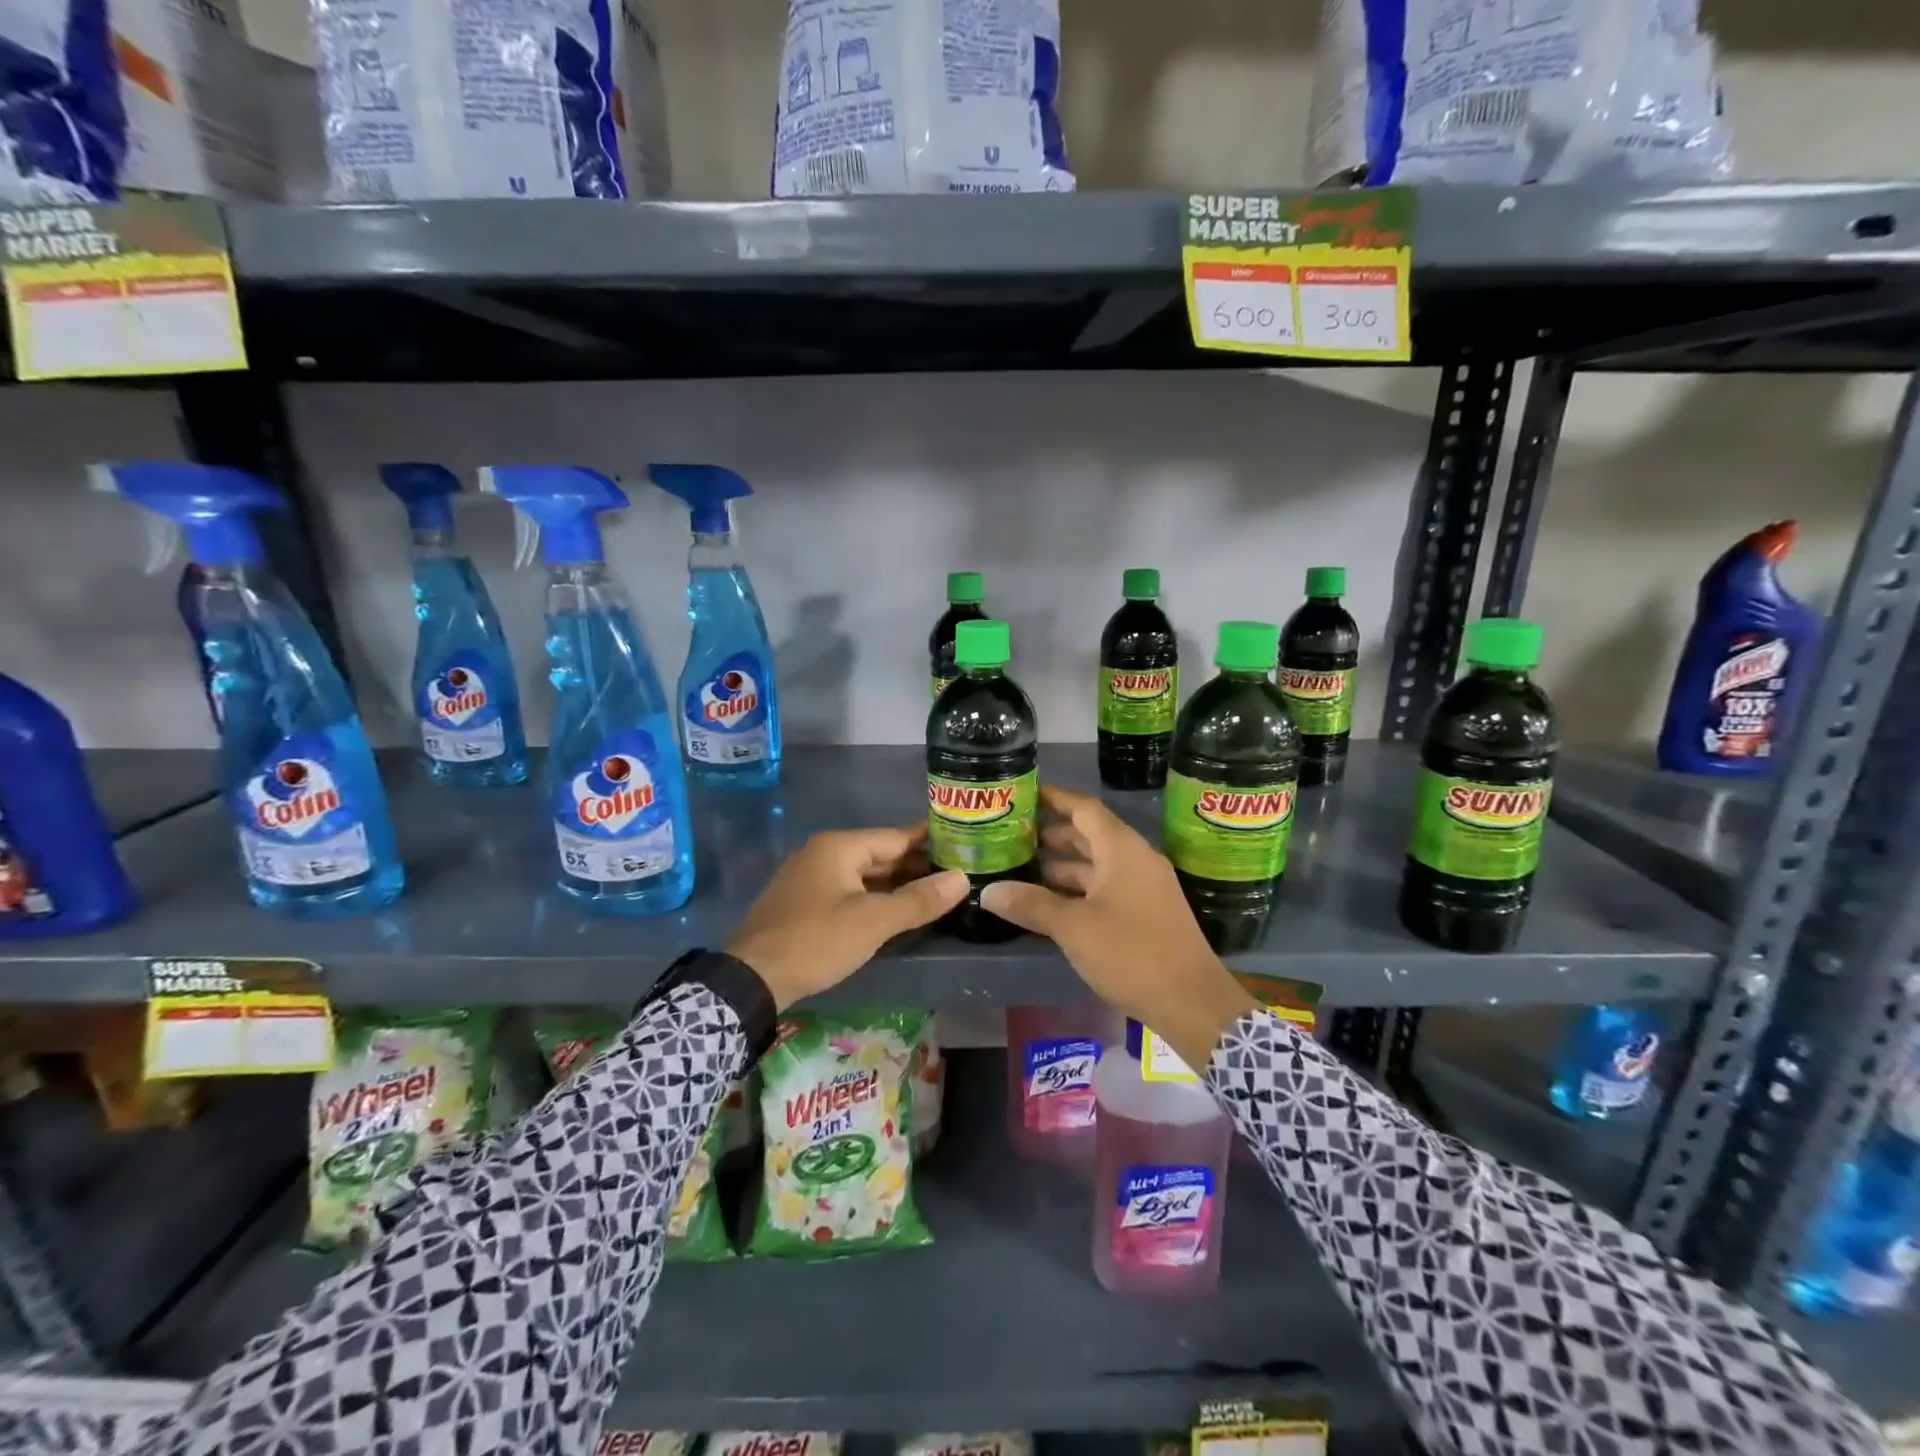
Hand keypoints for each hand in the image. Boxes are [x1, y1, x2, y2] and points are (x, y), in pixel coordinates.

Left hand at [728, 826, 968, 1008]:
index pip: (897, 836)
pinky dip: (876, 897)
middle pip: (881, 854)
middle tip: (960, 873)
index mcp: (839, 847)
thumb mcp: (872, 922)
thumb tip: (962, 879)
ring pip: (866, 875)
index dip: (932, 841)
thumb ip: (918, 900)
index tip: (965, 843)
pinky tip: (898, 911)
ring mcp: (812, 878)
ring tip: (938, 893)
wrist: (751, 979)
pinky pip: (851, 891)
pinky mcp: (806, 902)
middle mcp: (824, 853)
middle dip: (918, 865)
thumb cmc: (815, 941)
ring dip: (898, 884)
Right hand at [981, 784, 1255, 1069]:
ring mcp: (1143, 887)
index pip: (1084, 808)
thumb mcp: (1074, 928)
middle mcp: (1135, 860)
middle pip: (1090, 835)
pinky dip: (1078, 889)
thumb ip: (1031, 904)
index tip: (1025, 793)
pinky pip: (1106, 887)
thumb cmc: (1131, 953)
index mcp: (1122, 849)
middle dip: (1052, 834)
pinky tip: (1051, 903)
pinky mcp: (1146, 913)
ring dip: (1063, 865)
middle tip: (1013, 836)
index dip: (1054, 798)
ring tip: (1023, 868)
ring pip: (1097, 864)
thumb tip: (988, 891)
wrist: (1191, 1002)